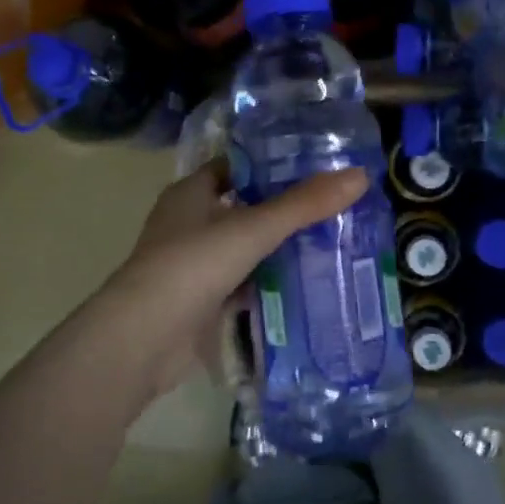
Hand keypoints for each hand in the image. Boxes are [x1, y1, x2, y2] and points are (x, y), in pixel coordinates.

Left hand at [101, 159, 368, 400]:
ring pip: (243, 251)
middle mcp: (188, 224)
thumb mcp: (253, 228)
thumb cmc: (193, 265)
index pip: (234, 168)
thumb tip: (359, 176)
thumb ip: (304, 204)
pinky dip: (267, 286)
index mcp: (190, 194)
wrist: (145, 338)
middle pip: (243, 210)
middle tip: (334, 210)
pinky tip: (304, 288)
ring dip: (277, 251)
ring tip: (330, 246)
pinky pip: (241, 286)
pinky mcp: (199, 303)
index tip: (314, 168)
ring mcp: (192, 266)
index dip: (270, 165)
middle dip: (283, 212)